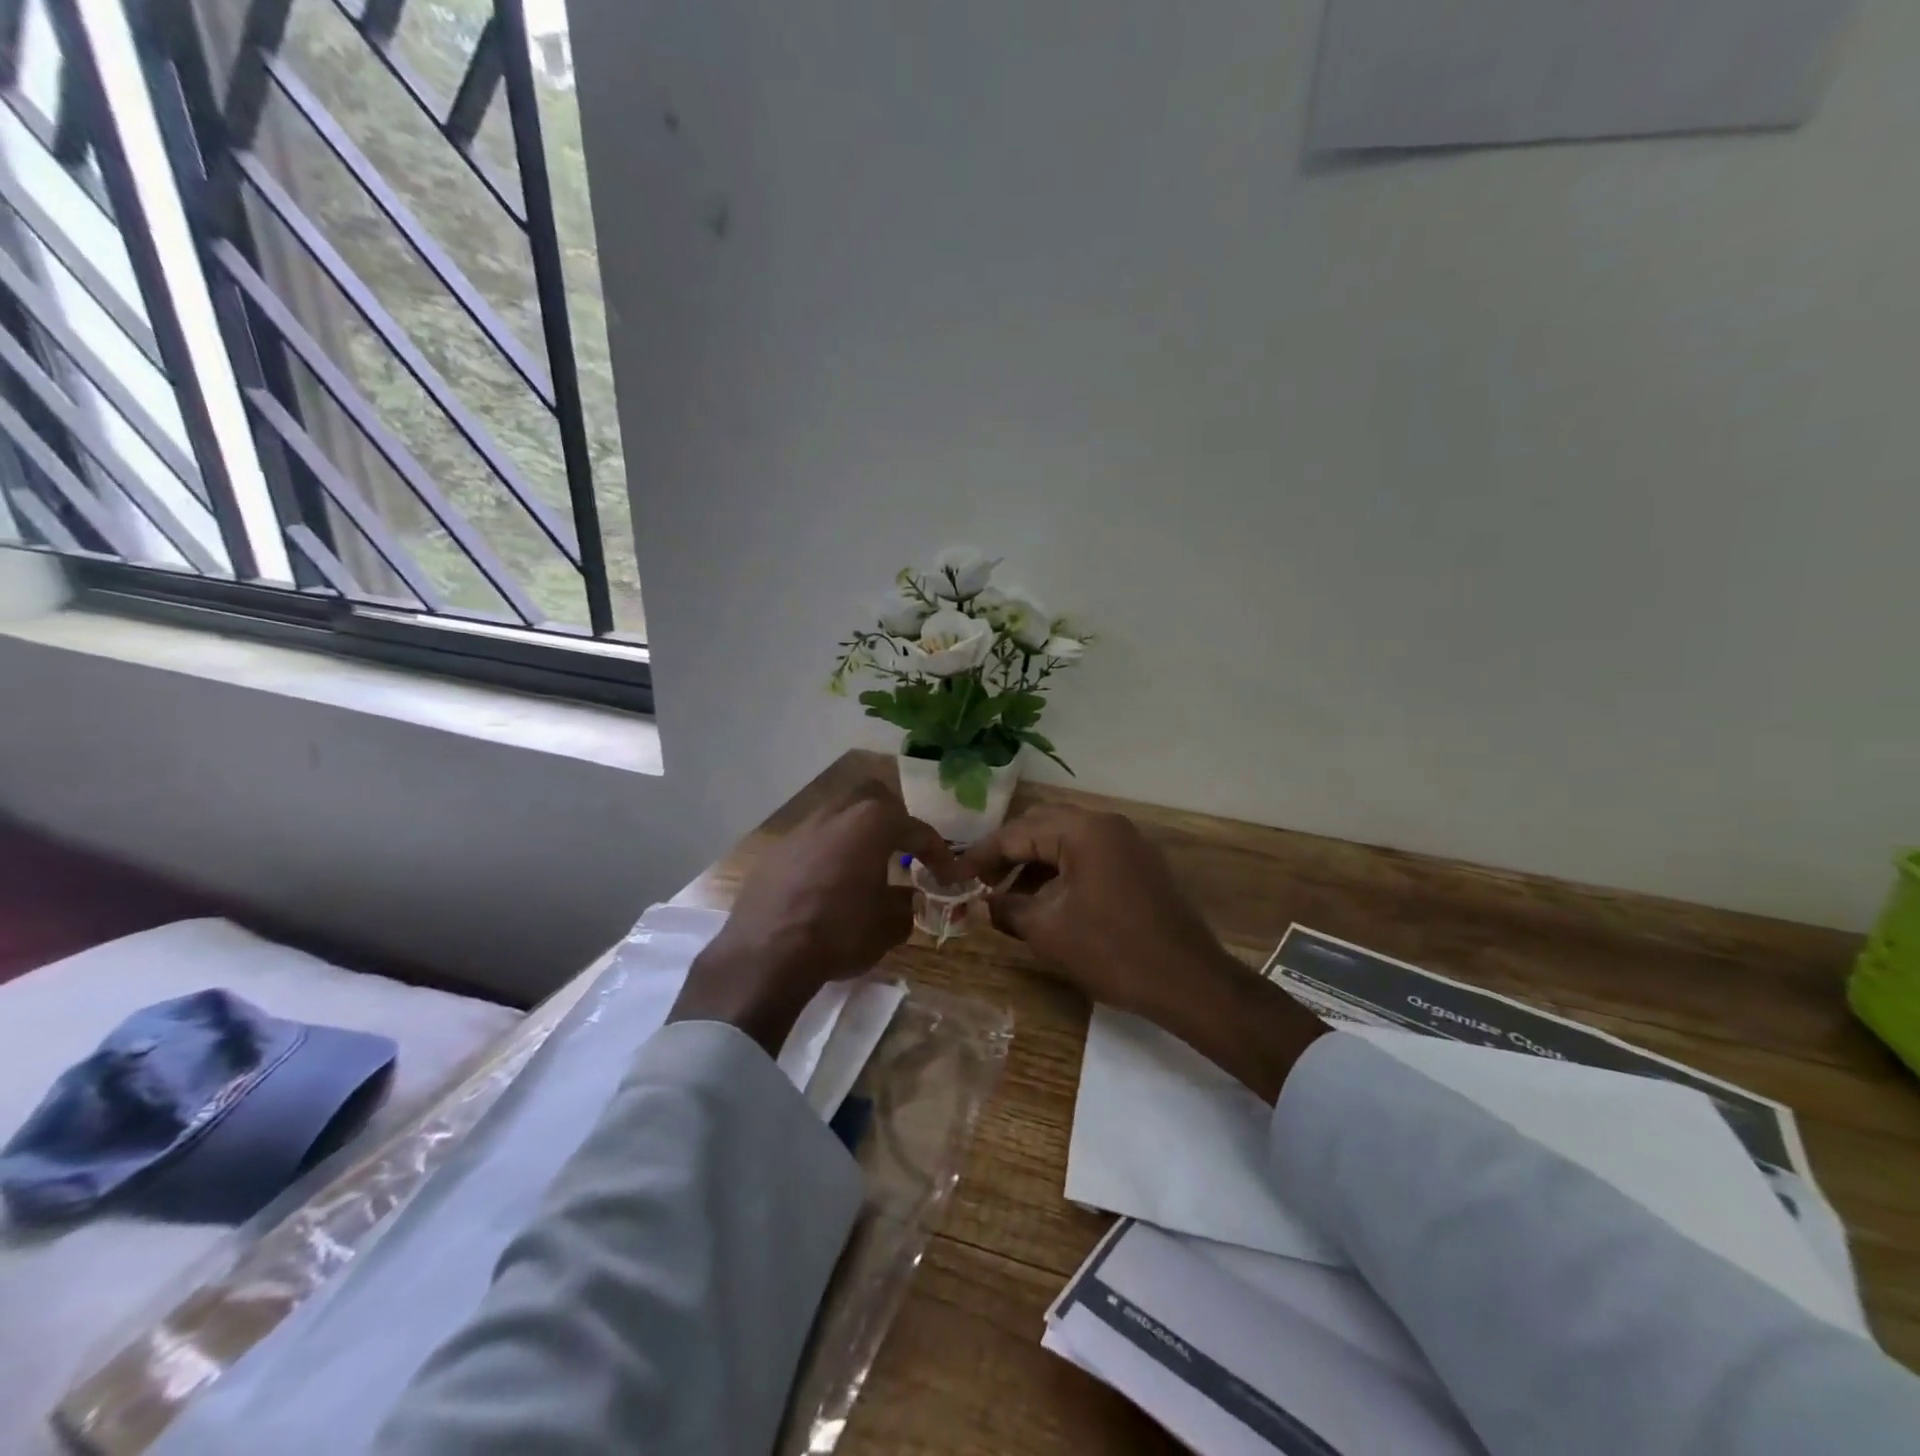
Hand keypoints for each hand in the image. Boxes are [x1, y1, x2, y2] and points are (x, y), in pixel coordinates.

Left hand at [669, 785, 956, 1054]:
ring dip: (857, 835)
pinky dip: (829, 854)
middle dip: (893, 820)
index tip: (948, 874)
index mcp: (871, 823)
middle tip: (903, 850)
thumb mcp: (887, 926)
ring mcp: (801, 829)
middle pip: (873, 799)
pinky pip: (812, 841)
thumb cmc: (838, 933)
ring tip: (865, 867)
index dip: (937, 852)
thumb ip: (904, 905)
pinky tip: (829, 884)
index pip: (916, 829)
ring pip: (838, 816)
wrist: (765, 955)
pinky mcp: (775, 851)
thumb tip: (905, 898)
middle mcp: (835, 814)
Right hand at [959, 806, 1327, 1101]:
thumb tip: (981, 903)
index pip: (1018, 832)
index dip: (982, 855)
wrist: (1189, 981)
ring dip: (1035, 864)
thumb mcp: (1048, 932)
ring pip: (1067, 841)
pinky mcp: (1140, 864)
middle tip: (980, 882)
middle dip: (1008, 853)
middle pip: (1043, 826)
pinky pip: (1090, 855)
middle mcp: (1107, 824)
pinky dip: (1062, 871)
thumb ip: (1007, 909)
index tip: (955, 875)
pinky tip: (1046, 901)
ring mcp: (1128, 842)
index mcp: (1083, 830)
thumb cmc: (1112, 952)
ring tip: (1009, 897)